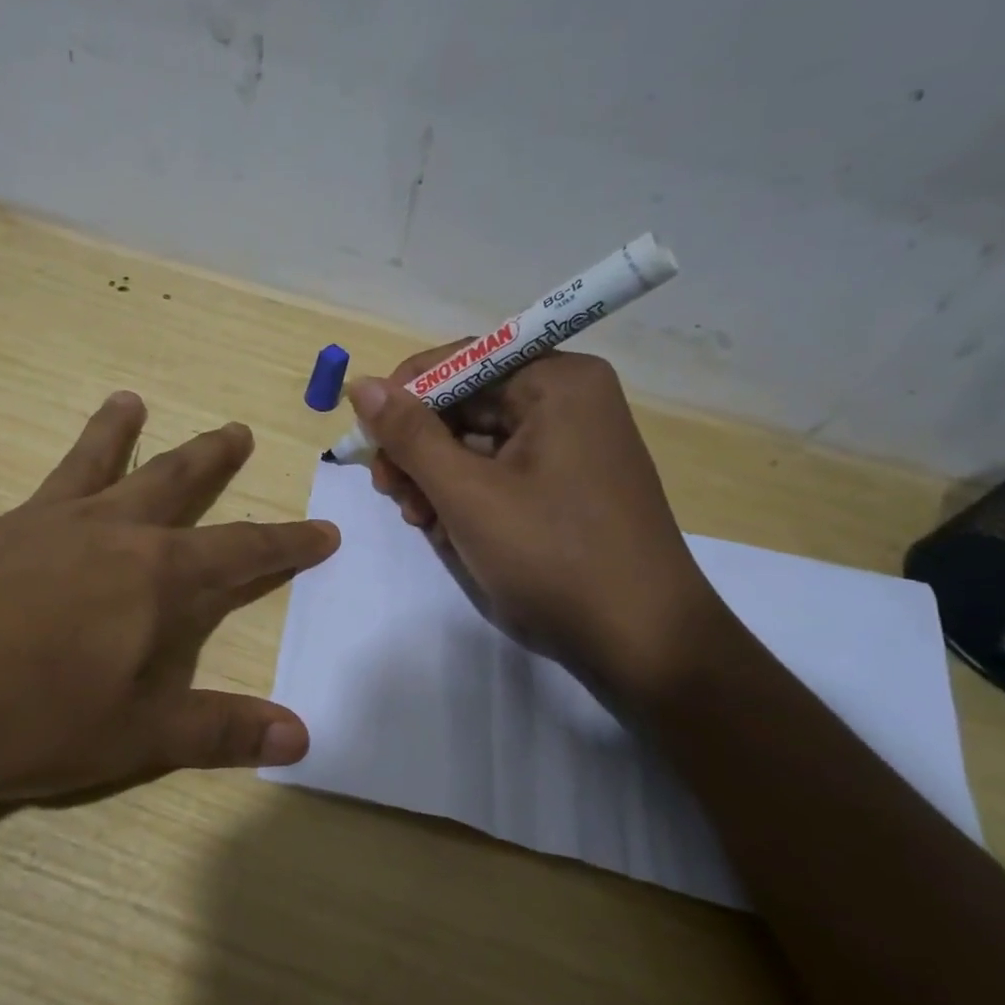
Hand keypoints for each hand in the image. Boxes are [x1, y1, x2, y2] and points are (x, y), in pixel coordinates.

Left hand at [0, 392, 337, 800]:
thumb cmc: (24, 712)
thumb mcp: (132, 737)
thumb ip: (217, 731)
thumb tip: (301, 737)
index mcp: (152, 578)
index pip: (241, 553)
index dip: (287, 544)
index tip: (324, 529)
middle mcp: (100, 533)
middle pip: (170, 484)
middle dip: (209, 462)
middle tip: (235, 431)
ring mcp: (30, 526)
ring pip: (82, 467)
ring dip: (109, 434)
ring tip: (128, 400)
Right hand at [351, 348, 726, 711]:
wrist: (642, 644)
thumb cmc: (553, 556)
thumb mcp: (467, 493)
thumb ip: (409, 435)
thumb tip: (361, 386)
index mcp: (557, 382)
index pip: (461, 360)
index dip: (406, 394)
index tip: (369, 438)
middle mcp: (568, 401)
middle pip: (466, 402)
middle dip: (420, 446)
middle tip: (390, 490)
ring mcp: (571, 444)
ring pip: (477, 441)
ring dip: (436, 476)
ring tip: (419, 520)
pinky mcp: (567, 484)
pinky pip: (500, 471)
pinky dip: (466, 495)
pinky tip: (449, 531)